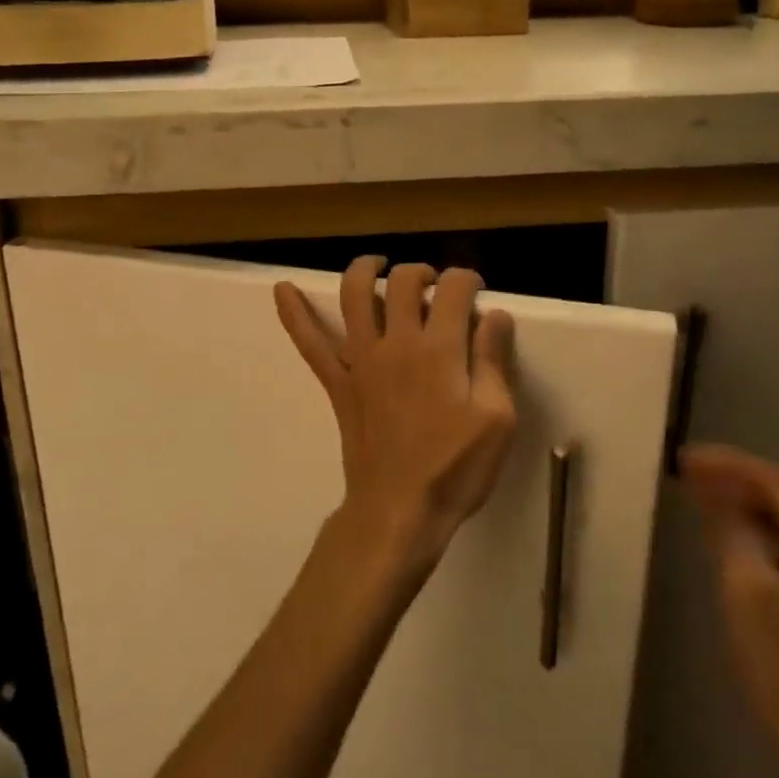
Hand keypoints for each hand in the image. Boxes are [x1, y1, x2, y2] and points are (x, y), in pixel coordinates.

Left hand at [275, 258, 517, 572]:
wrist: (398, 512)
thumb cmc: (454, 469)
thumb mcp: (496, 418)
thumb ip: (493, 360)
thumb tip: (495, 314)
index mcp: (439, 349)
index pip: (453, 289)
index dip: (467, 279)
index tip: (475, 289)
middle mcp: (397, 342)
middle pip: (403, 282)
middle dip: (423, 271)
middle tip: (435, 285)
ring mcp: (361, 360)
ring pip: (354, 296)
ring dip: (365, 271)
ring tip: (378, 265)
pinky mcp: (338, 382)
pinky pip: (311, 343)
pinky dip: (294, 315)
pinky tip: (282, 290)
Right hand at [680, 445, 778, 777]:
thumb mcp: (747, 589)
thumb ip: (731, 531)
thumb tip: (713, 490)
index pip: (772, 480)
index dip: (727, 463)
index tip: (684, 459)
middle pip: (777, 495)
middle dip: (731, 478)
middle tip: (685, 473)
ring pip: (777, 518)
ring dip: (737, 501)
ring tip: (695, 494)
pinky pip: (778, 542)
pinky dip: (747, 528)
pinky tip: (721, 533)